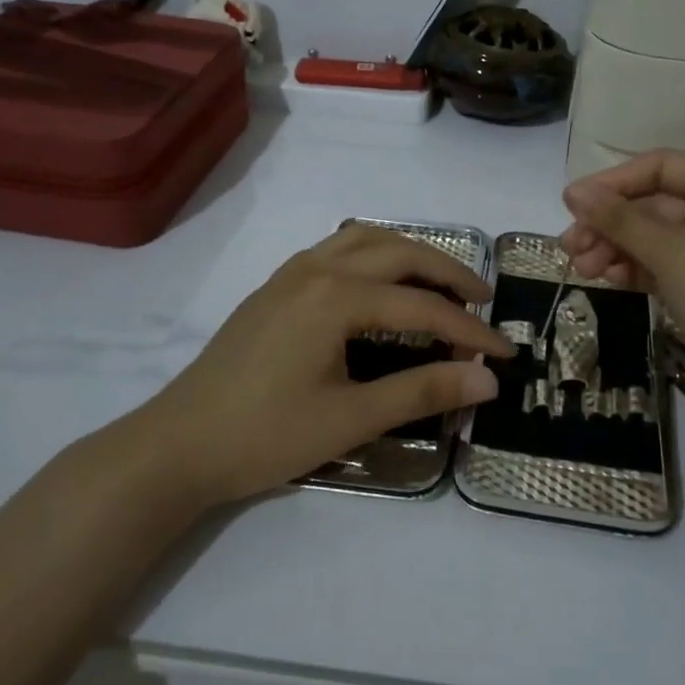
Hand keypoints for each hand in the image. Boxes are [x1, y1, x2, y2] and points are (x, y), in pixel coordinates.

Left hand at [145, 224, 513, 504]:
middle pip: (402, 253)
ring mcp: (293, 272)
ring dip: (411, 254)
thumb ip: (423, 392)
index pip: (424, 308)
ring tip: (440, 284)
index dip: (470, 332)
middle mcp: (318, 268)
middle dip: (449, 275)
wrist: (178, 445)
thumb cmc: (265, 435)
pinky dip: (376, 254)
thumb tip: (488, 381)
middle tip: (484, 303)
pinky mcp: (278, 285)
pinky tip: (382, 284)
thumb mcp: (351, 419)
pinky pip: (339, 248)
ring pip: (368, 239)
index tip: (506, 355)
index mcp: (338, 296)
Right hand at [559, 152, 684, 408]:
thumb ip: (617, 218)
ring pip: (655, 236)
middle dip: (609, 223)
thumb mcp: (667, 251)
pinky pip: (666, 263)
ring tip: (582, 269)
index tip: (571, 204)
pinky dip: (637, 268)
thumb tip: (572, 191)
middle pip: (653, 203)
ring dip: (616, 248)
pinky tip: (608, 279)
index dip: (612, 182)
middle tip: (569, 246)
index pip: (658, 167)